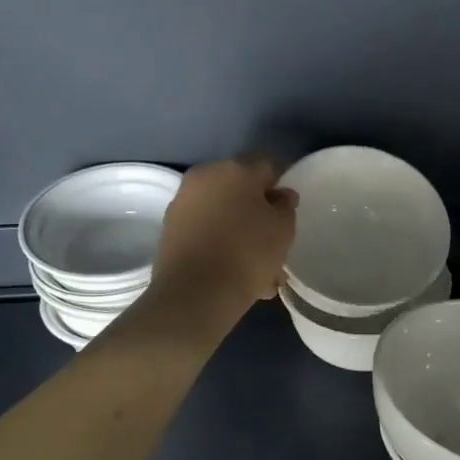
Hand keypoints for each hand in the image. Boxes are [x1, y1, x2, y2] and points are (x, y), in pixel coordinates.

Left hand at [149, 156, 298, 318]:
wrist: (195, 293)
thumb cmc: (248, 253)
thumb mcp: (283, 229)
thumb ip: (285, 206)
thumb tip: (279, 195)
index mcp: (235, 169)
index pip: (267, 165)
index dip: (282, 184)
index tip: (289, 208)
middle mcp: (204, 177)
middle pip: (240, 191)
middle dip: (258, 213)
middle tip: (275, 242)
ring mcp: (182, 204)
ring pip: (223, 215)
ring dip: (241, 234)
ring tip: (259, 270)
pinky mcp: (170, 231)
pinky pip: (206, 233)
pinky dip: (221, 246)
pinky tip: (236, 274)